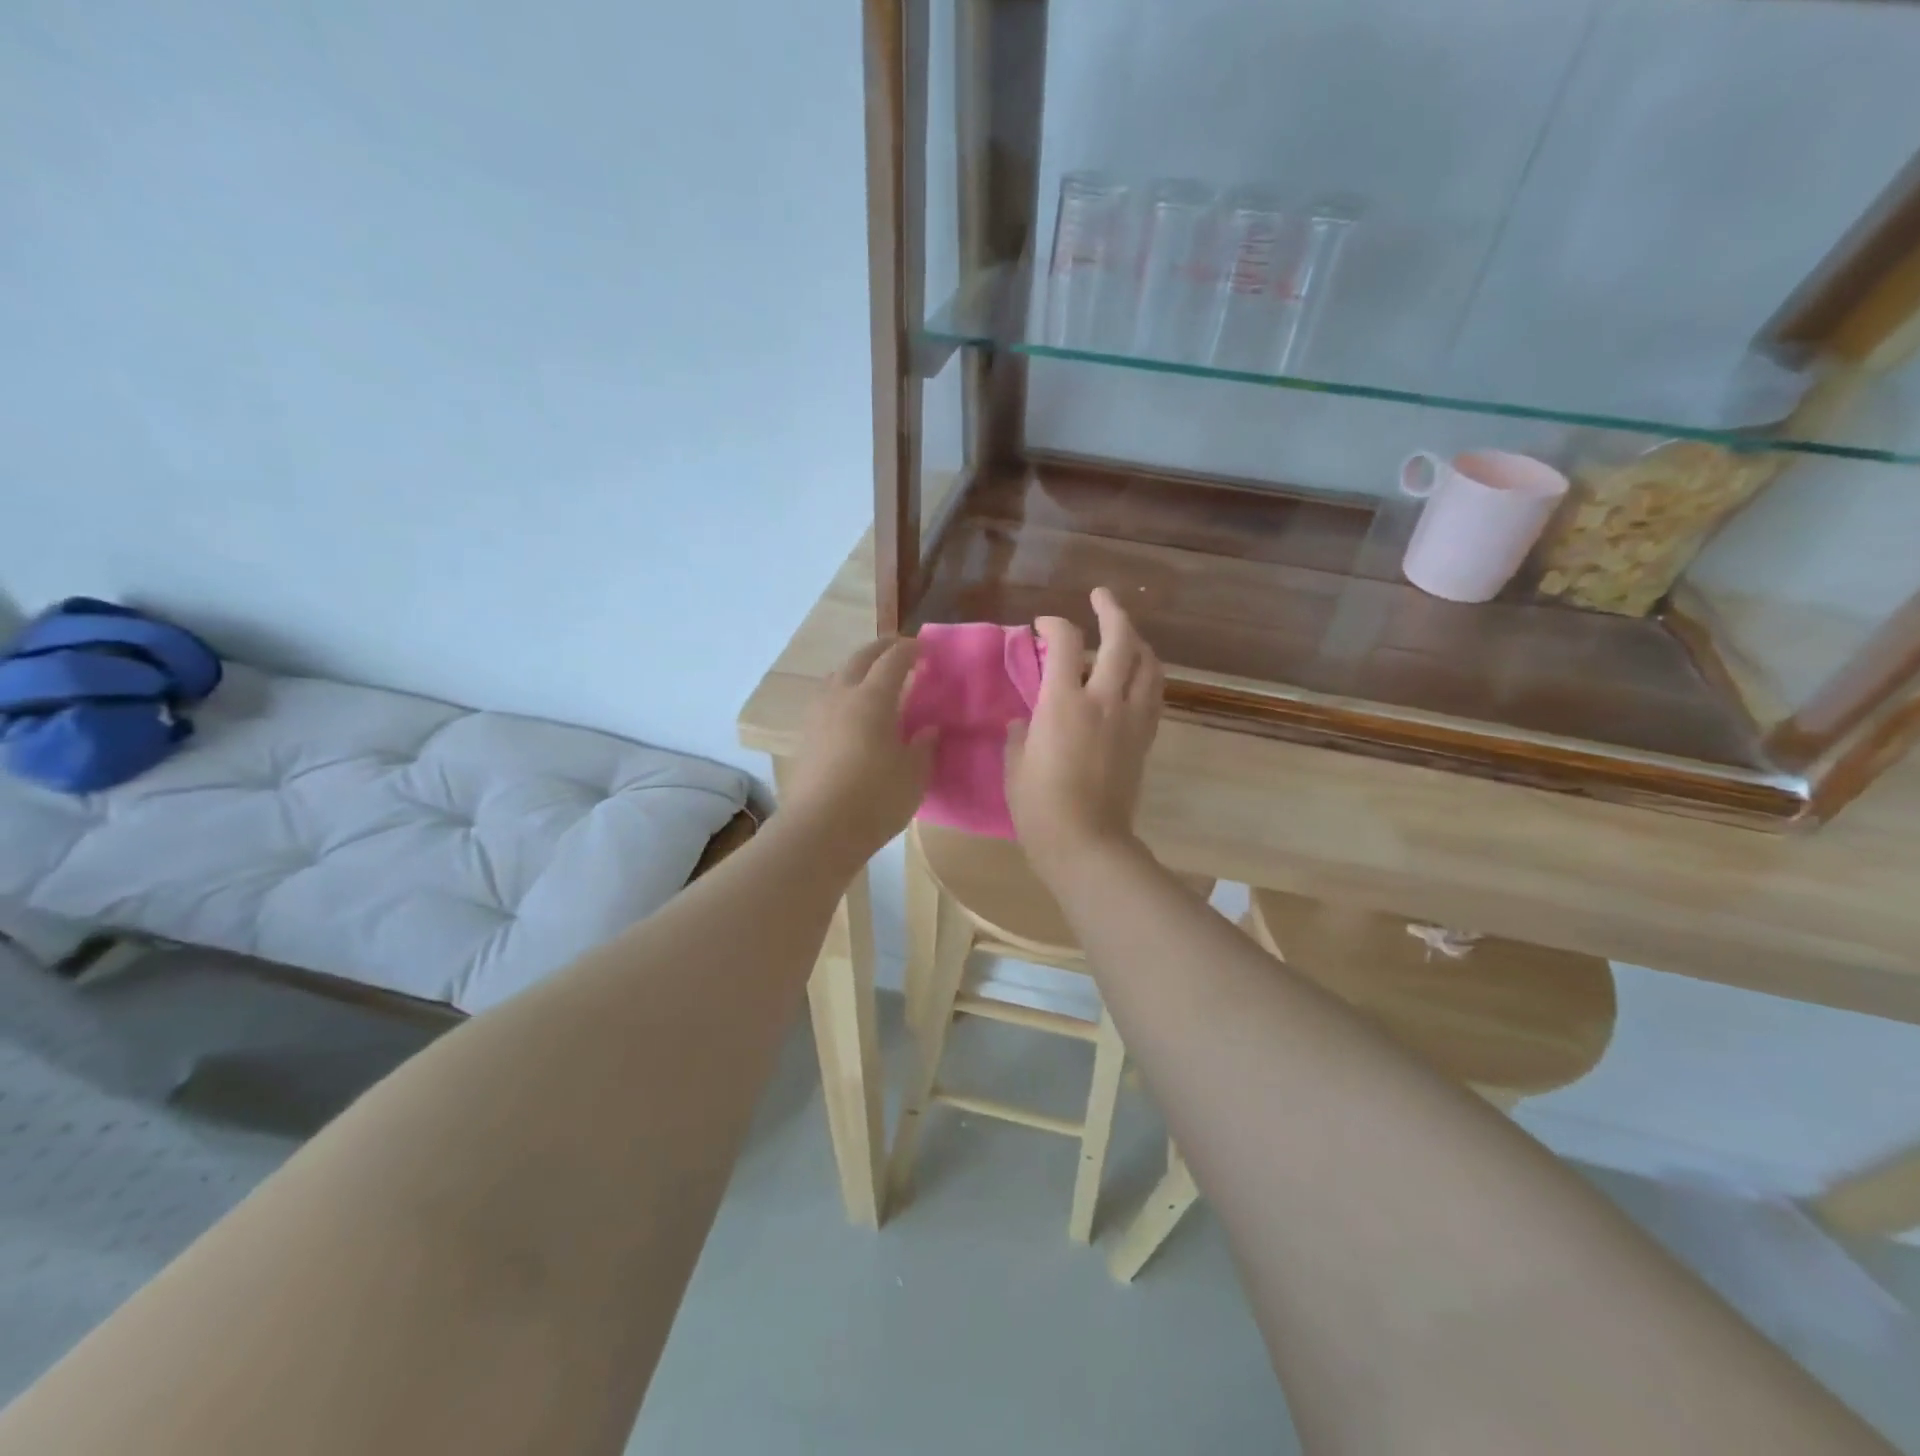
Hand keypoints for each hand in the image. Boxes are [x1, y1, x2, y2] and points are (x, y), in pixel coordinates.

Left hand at [783, 638, 934, 863]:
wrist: (819, 830)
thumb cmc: (875, 799)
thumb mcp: (914, 775)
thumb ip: (924, 746)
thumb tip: (929, 729)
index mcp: (873, 698)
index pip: (894, 660)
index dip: (911, 650)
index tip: (925, 649)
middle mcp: (841, 696)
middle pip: (860, 658)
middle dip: (881, 648)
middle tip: (900, 650)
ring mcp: (818, 715)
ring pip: (837, 676)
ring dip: (857, 668)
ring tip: (872, 679)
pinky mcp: (805, 736)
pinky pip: (826, 699)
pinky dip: (843, 693)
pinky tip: (851, 712)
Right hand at [1007, 588, 1163, 877]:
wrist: (1087, 843)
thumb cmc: (1040, 807)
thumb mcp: (1015, 765)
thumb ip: (1021, 733)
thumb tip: (1027, 720)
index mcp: (1064, 703)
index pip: (1066, 641)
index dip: (1053, 623)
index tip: (1041, 625)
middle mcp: (1104, 700)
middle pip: (1121, 639)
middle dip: (1111, 610)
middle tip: (1100, 596)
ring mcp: (1131, 719)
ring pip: (1148, 663)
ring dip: (1138, 640)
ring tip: (1126, 633)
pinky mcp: (1144, 739)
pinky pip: (1154, 694)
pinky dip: (1147, 674)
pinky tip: (1137, 675)